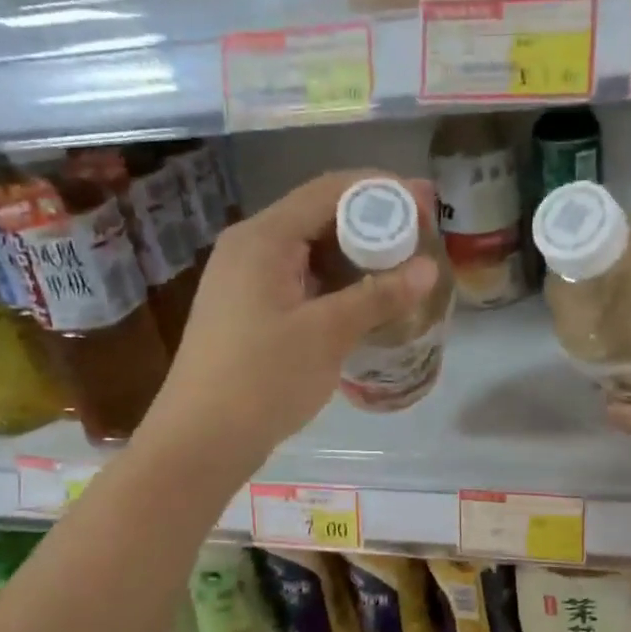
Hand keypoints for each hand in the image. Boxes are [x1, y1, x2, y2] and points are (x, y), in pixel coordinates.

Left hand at [139, 170, 438, 475]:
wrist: (200, 441)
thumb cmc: (262, 380)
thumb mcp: (327, 334)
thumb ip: (379, 296)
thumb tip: (430, 269)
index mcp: (263, 238)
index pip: (329, 190)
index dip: (381, 190)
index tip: (426, 201)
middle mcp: (250, 247)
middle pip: (319, 216)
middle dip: (373, 223)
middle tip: (421, 239)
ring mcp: (245, 280)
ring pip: (310, 251)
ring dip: (356, 256)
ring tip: (402, 271)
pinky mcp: (249, 310)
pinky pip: (300, 281)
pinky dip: (335, 284)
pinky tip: (365, 302)